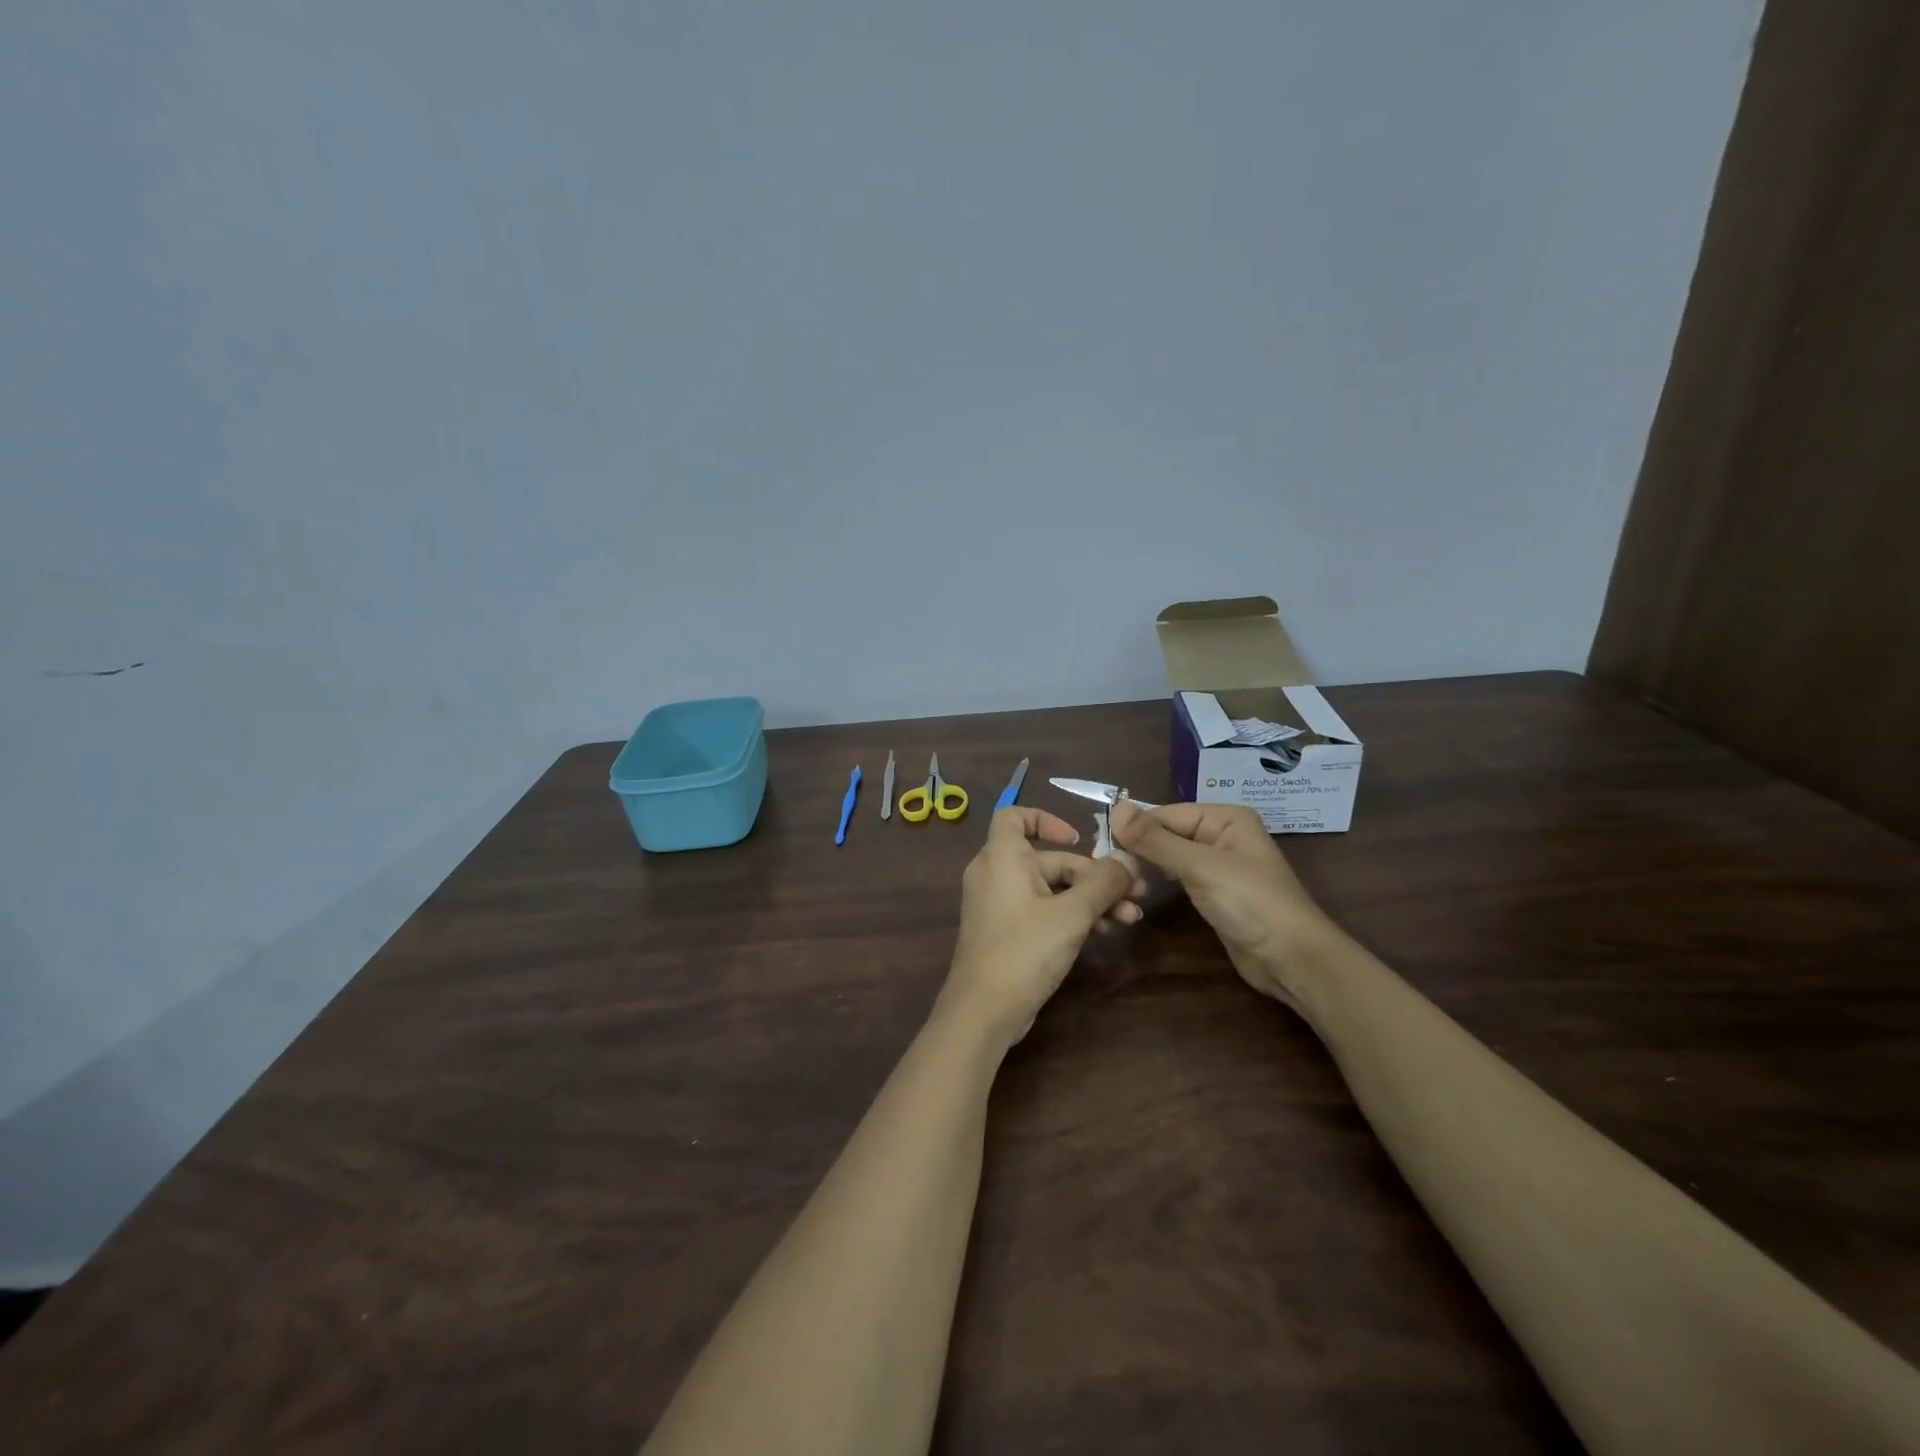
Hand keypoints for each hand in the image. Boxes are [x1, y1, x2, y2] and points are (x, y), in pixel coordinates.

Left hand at [943, 807, 1146, 1047]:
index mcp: (1002, 857)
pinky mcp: (1007, 932)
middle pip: (1049, 859)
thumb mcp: (1072, 914)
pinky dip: (1071, 915)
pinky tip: (1104, 932)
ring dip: (1090, 899)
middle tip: (1136, 894)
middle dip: (1094, 875)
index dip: (1046, 819)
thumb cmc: (1024, 950)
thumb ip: (1103, 883)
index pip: (1014, 816)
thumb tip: (1128, 860)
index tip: (1079, 838)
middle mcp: (996, 874)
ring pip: (1051, 888)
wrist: (984, 1012)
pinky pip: (1042, 910)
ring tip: (1129, 918)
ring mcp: (1000, 905)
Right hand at [1110, 800, 1327, 1005]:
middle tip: (1109, 871)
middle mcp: (1222, 834)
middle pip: (1167, 833)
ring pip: (1170, 856)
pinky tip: (1141, 890)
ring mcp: (1219, 864)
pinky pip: (1179, 876)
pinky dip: (1160, 880)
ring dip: (1147, 866)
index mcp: (1225, 817)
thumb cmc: (1249, 903)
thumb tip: (1115, 807)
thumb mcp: (1199, 867)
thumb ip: (1155, 839)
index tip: (1101, 850)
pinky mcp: (1215, 892)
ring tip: (1122, 883)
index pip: (1166, 814)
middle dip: (1140, 849)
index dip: (1135, 830)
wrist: (1291, 959)